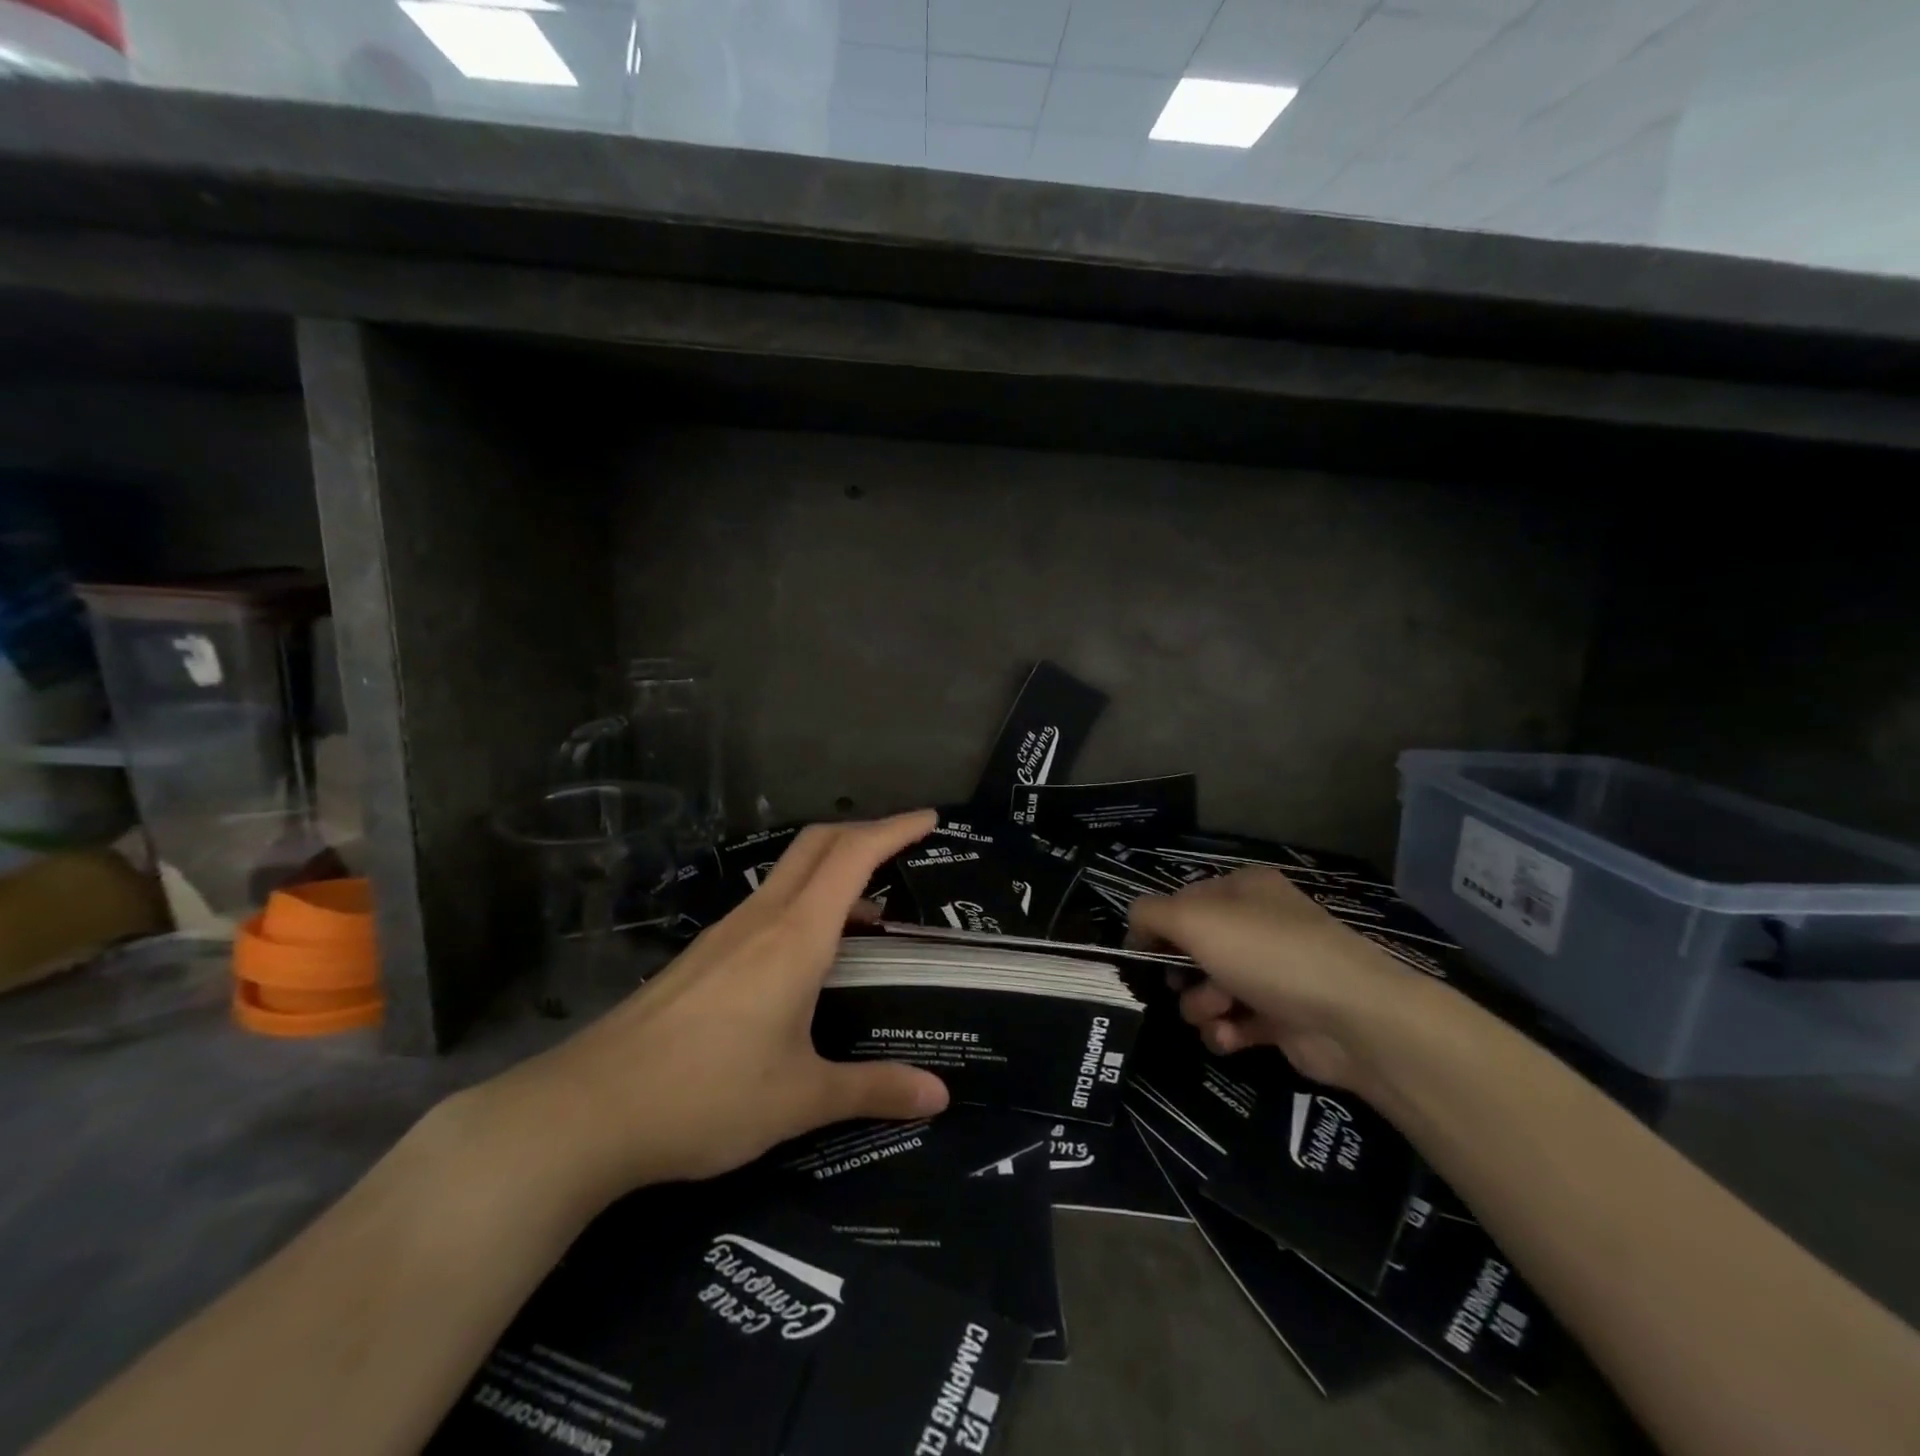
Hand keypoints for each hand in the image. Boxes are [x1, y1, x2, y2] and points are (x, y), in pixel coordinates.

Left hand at [469, 811, 950, 1211]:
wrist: (586, 1112)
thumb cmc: (706, 1095)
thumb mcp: (800, 1098)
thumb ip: (873, 1089)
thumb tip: (939, 1097)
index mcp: (796, 936)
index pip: (853, 856)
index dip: (894, 829)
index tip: (929, 818)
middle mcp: (762, 919)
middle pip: (818, 845)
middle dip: (865, 833)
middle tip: (904, 849)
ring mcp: (725, 934)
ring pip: (790, 875)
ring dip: (833, 874)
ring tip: (868, 917)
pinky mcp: (702, 956)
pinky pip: (767, 907)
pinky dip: (804, 905)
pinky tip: (807, 958)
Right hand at [1128, 868, 1430, 1092]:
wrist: (1351, 1018)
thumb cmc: (1266, 953)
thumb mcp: (1194, 919)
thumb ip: (1150, 914)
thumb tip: (1135, 924)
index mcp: (1243, 889)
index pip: (1183, 900)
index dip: (1157, 927)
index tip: (1140, 953)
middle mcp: (1259, 925)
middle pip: (1195, 948)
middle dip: (1181, 971)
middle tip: (1179, 983)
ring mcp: (1273, 972)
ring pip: (1210, 987)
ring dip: (1202, 1004)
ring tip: (1218, 1012)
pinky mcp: (1283, 1017)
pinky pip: (1235, 1022)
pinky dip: (1227, 1031)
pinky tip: (1232, 1037)